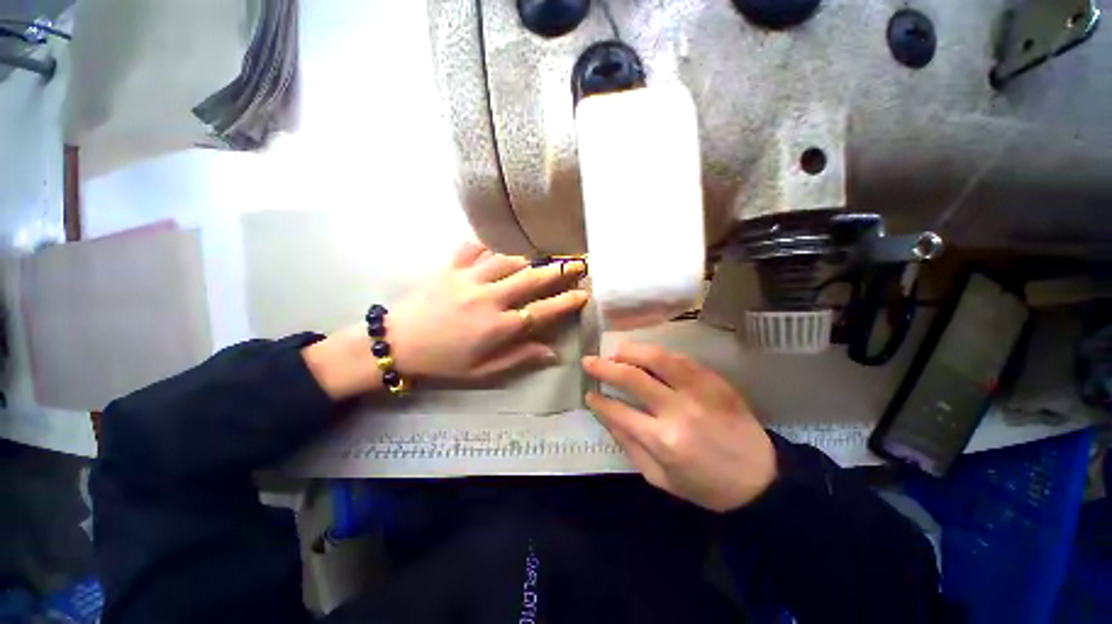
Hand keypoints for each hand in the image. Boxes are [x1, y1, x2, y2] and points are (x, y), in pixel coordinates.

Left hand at [389, 241, 587, 380]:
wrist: (396, 343)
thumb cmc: (443, 361)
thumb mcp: (482, 371)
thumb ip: (519, 358)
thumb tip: (552, 353)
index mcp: (497, 327)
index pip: (542, 311)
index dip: (566, 302)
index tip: (583, 294)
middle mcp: (488, 298)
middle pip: (531, 279)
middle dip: (558, 271)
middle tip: (576, 264)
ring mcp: (468, 279)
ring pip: (507, 260)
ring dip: (527, 259)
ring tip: (538, 260)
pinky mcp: (450, 268)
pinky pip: (474, 248)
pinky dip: (488, 245)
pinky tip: (495, 248)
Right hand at [582, 343, 776, 512]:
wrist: (761, 478)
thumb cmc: (705, 485)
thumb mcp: (659, 478)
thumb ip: (629, 445)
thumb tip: (605, 414)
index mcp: (663, 440)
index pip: (618, 411)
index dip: (598, 400)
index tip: (589, 393)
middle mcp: (678, 410)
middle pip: (632, 377)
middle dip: (604, 366)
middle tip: (589, 361)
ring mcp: (698, 390)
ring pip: (657, 358)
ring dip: (630, 351)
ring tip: (615, 352)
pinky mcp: (713, 380)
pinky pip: (680, 358)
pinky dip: (657, 353)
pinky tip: (646, 356)